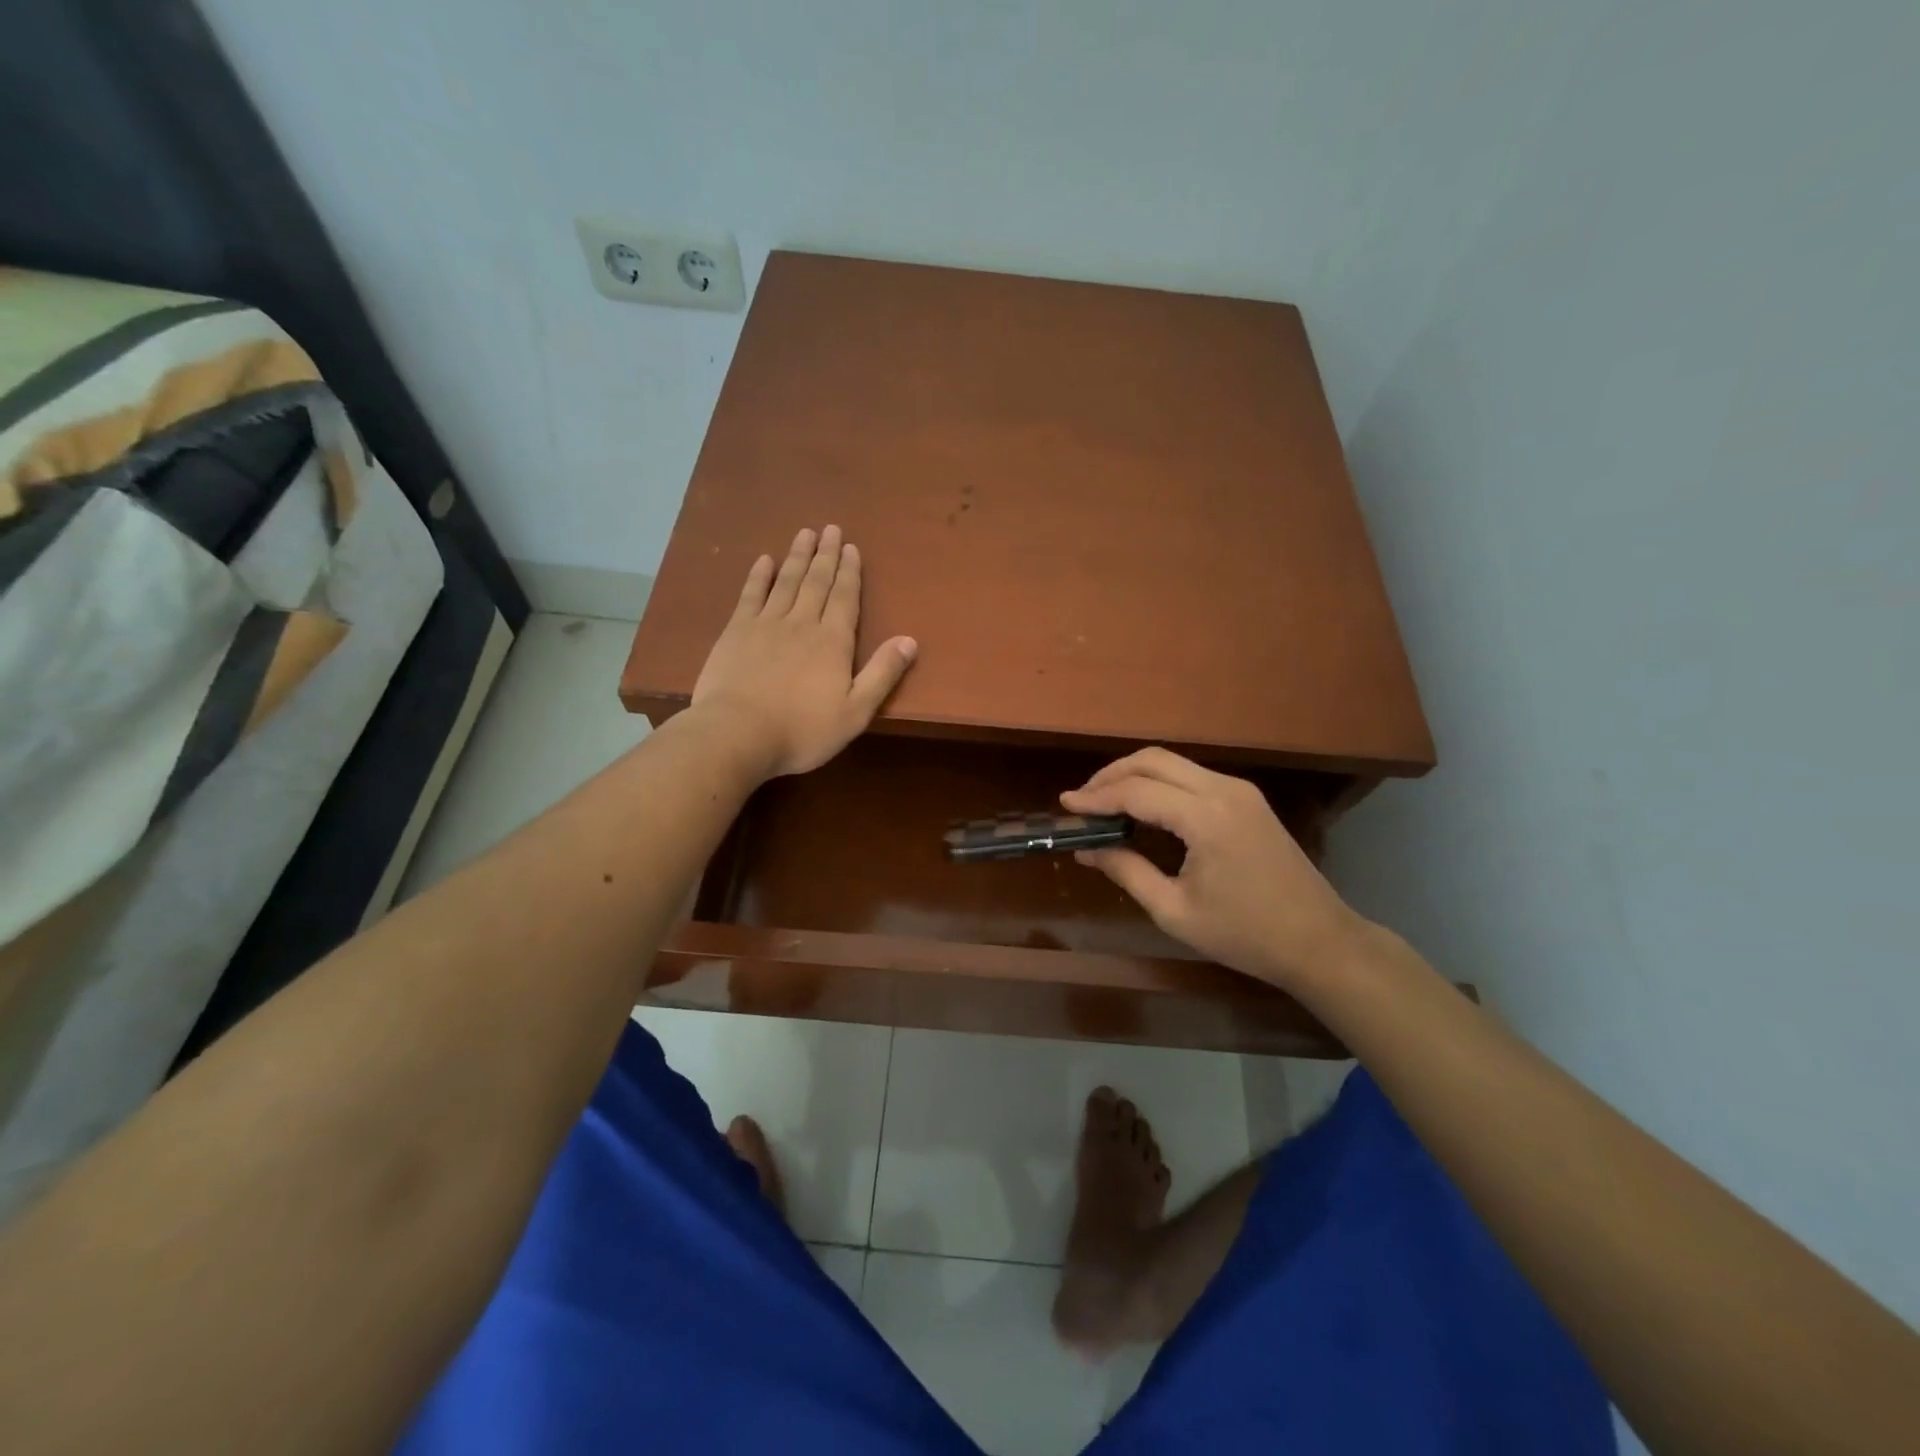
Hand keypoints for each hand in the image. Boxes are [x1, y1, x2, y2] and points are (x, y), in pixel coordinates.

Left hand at [691, 525, 916, 777]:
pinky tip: (764, 560)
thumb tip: (910, 640)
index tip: (851, 547)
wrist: (738, 734)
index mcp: (833, 642)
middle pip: (817, 582)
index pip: (845, 598)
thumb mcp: (855, 711)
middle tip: (830, 528)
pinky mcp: (735, 632)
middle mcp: (802, 624)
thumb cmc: (802, 731)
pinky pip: (750, 595)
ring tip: (805, 533)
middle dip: (825, 555)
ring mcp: (765, 624)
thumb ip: (883, 674)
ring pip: (786, 582)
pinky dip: (759, 576)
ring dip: (797, 556)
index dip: (849, 572)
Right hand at [1061, 748, 1365, 990]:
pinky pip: (1191, 776)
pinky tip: (1142, 807)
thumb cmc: (1245, 935)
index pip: (1137, 791)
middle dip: (1112, 775)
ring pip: (1173, 762)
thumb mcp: (1175, 911)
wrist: (1320, 942)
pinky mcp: (1247, 799)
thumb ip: (1127, 871)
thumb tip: (1086, 849)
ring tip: (1104, 803)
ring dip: (1135, 775)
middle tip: (1083, 800)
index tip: (1065, 805)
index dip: (1096, 797)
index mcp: (1207, 818)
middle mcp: (1224, 790)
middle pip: (1154, 760)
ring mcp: (1239, 790)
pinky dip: (1159, 783)